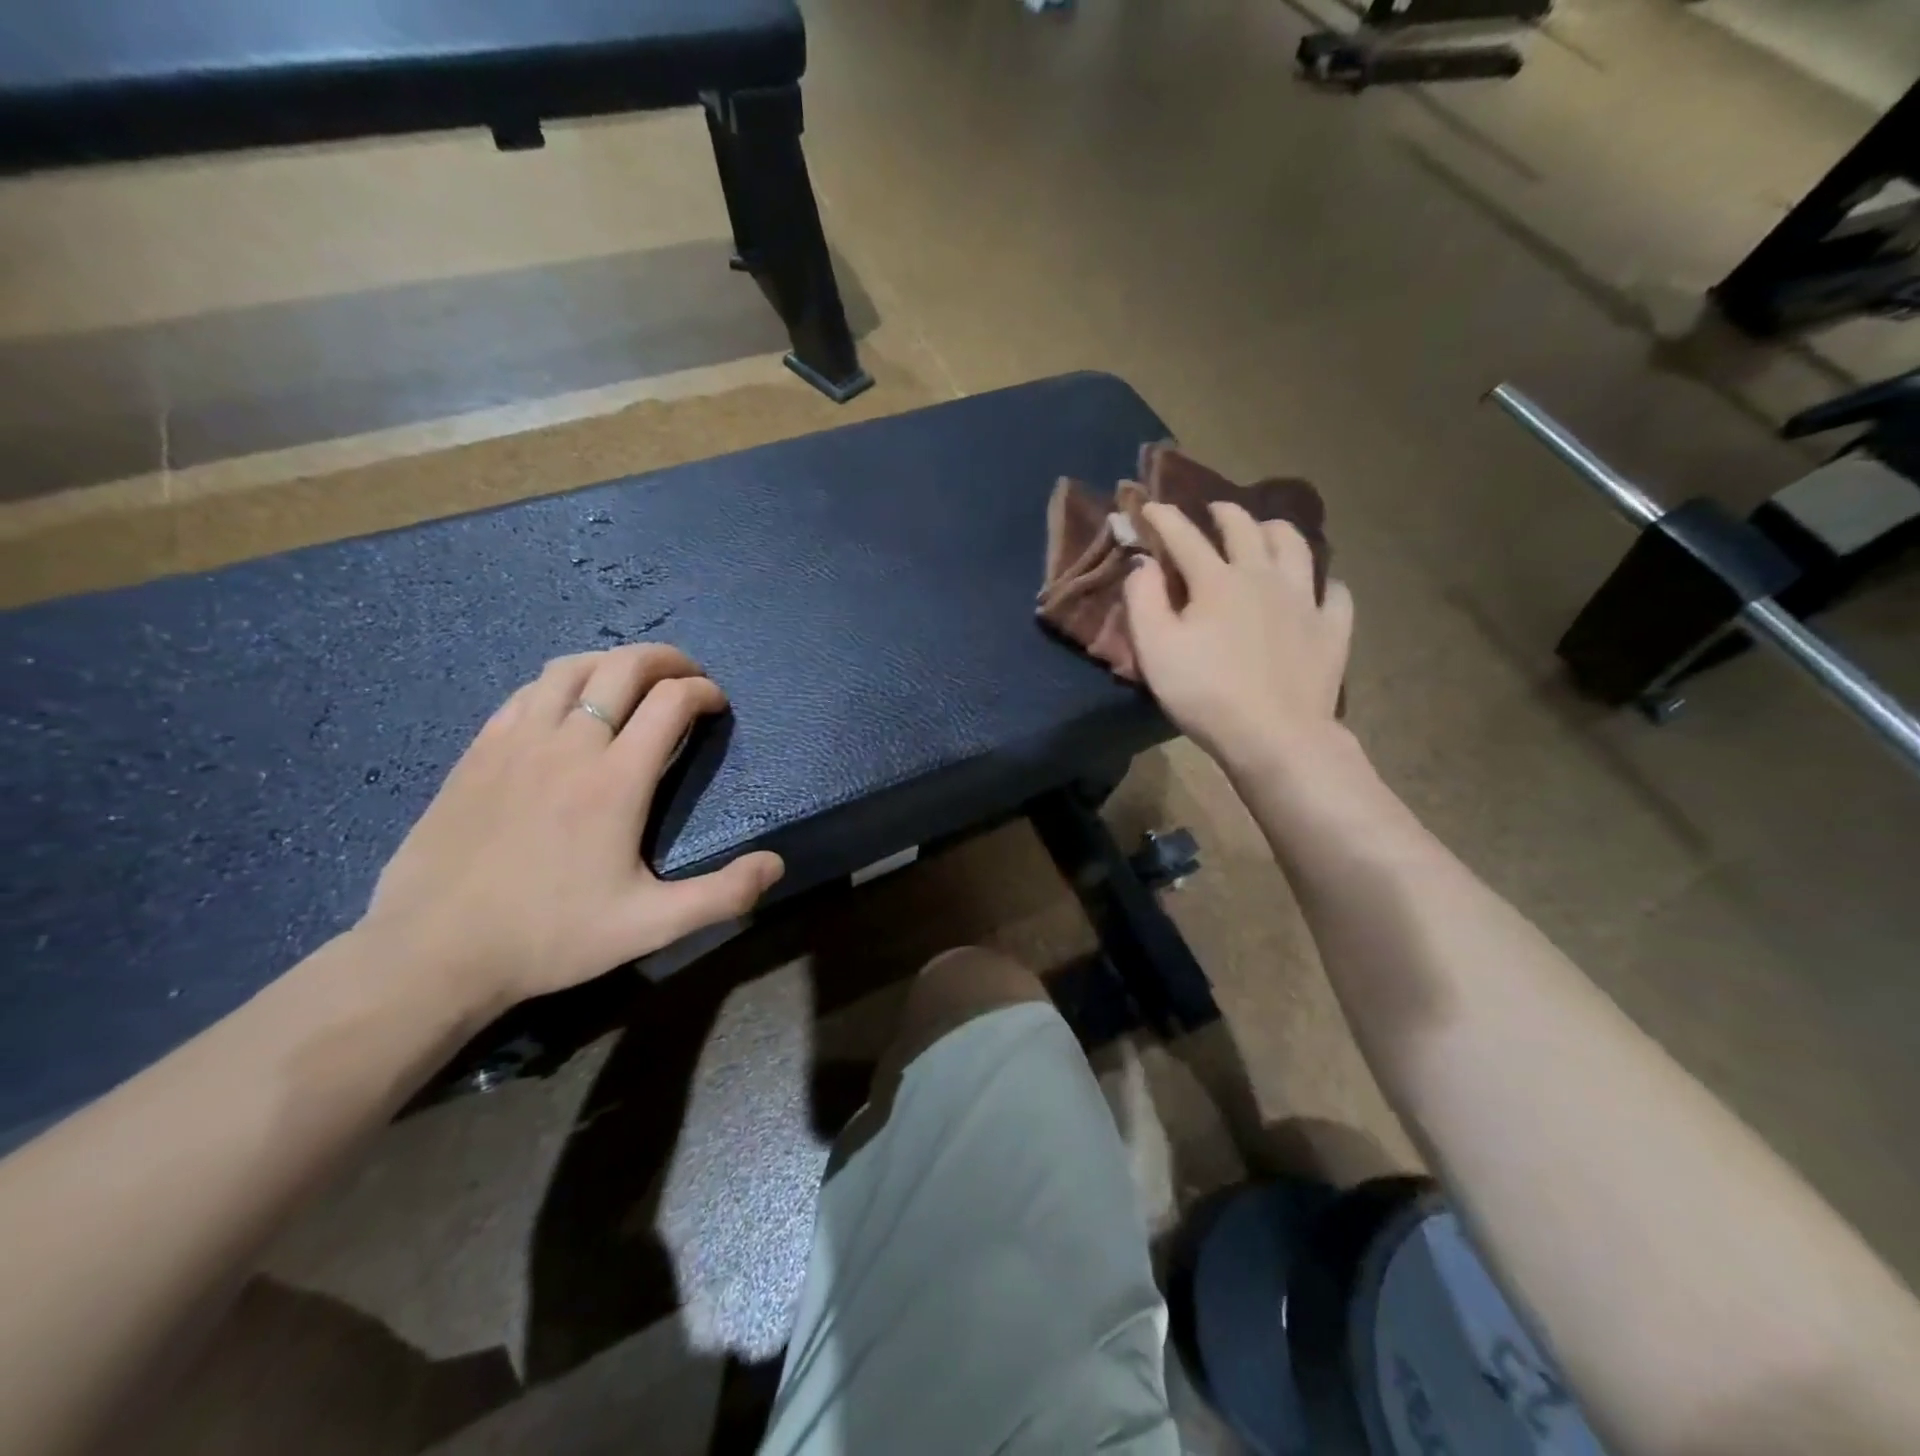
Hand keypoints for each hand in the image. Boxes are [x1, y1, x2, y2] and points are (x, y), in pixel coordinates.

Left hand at [360, 645, 783, 1009]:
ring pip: (572, 668)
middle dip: (667, 660)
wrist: (433, 952)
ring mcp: (517, 741)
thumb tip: (776, 864)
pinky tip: (568, 705)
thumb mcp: (649, 926)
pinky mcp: (479, 750)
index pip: (671, 702)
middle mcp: (570, 744)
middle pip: (624, 667)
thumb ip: (721, 895)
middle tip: (688, 675)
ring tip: (633, 679)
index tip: (718, 704)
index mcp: (616, 779)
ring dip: (613, 662)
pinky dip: (562, 682)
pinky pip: (527, 692)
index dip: (704, 692)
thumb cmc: (550, 936)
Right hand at [1124, 501, 1353, 770]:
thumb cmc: (1205, 693)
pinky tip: (1316, 589)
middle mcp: (1264, 577)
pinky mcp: (1332, 629)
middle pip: (1246, 529)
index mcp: (1217, 580)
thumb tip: (1144, 563)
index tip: (1149, 505)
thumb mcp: (1155, 649)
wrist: (1275, 736)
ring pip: (1296, 547)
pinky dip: (1323, 583)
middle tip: (1213, 511)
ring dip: (1277, 531)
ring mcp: (1305, 600)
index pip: (1185, 537)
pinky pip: (1334, 593)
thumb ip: (1143, 600)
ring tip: (1266, 531)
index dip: (1164, 518)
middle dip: (1225, 513)